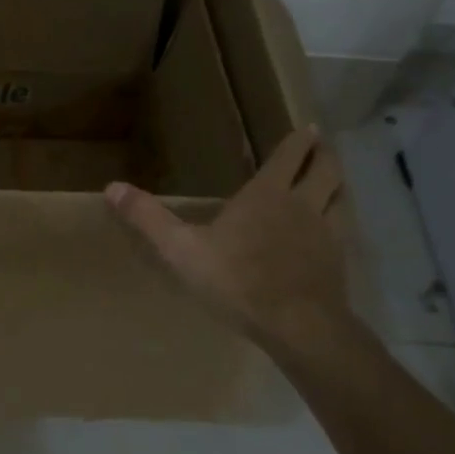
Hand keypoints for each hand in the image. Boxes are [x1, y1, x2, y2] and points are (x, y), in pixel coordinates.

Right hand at [105, 127, 349, 348]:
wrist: (296, 325)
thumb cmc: (236, 280)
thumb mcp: (181, 249)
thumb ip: (148, 218)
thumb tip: (112, 187)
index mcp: (267, 194)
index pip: (290, 156)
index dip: (300, 140)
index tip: (309, 128)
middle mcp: (303, 205)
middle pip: (326, 169)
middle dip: (325, 155)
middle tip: (323, 147)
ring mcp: (326, 234)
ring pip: (341, 197)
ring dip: (337, 184)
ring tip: (331, 182)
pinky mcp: (337, 262)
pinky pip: (342, 230)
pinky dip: (338, 220)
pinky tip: (329, 232)